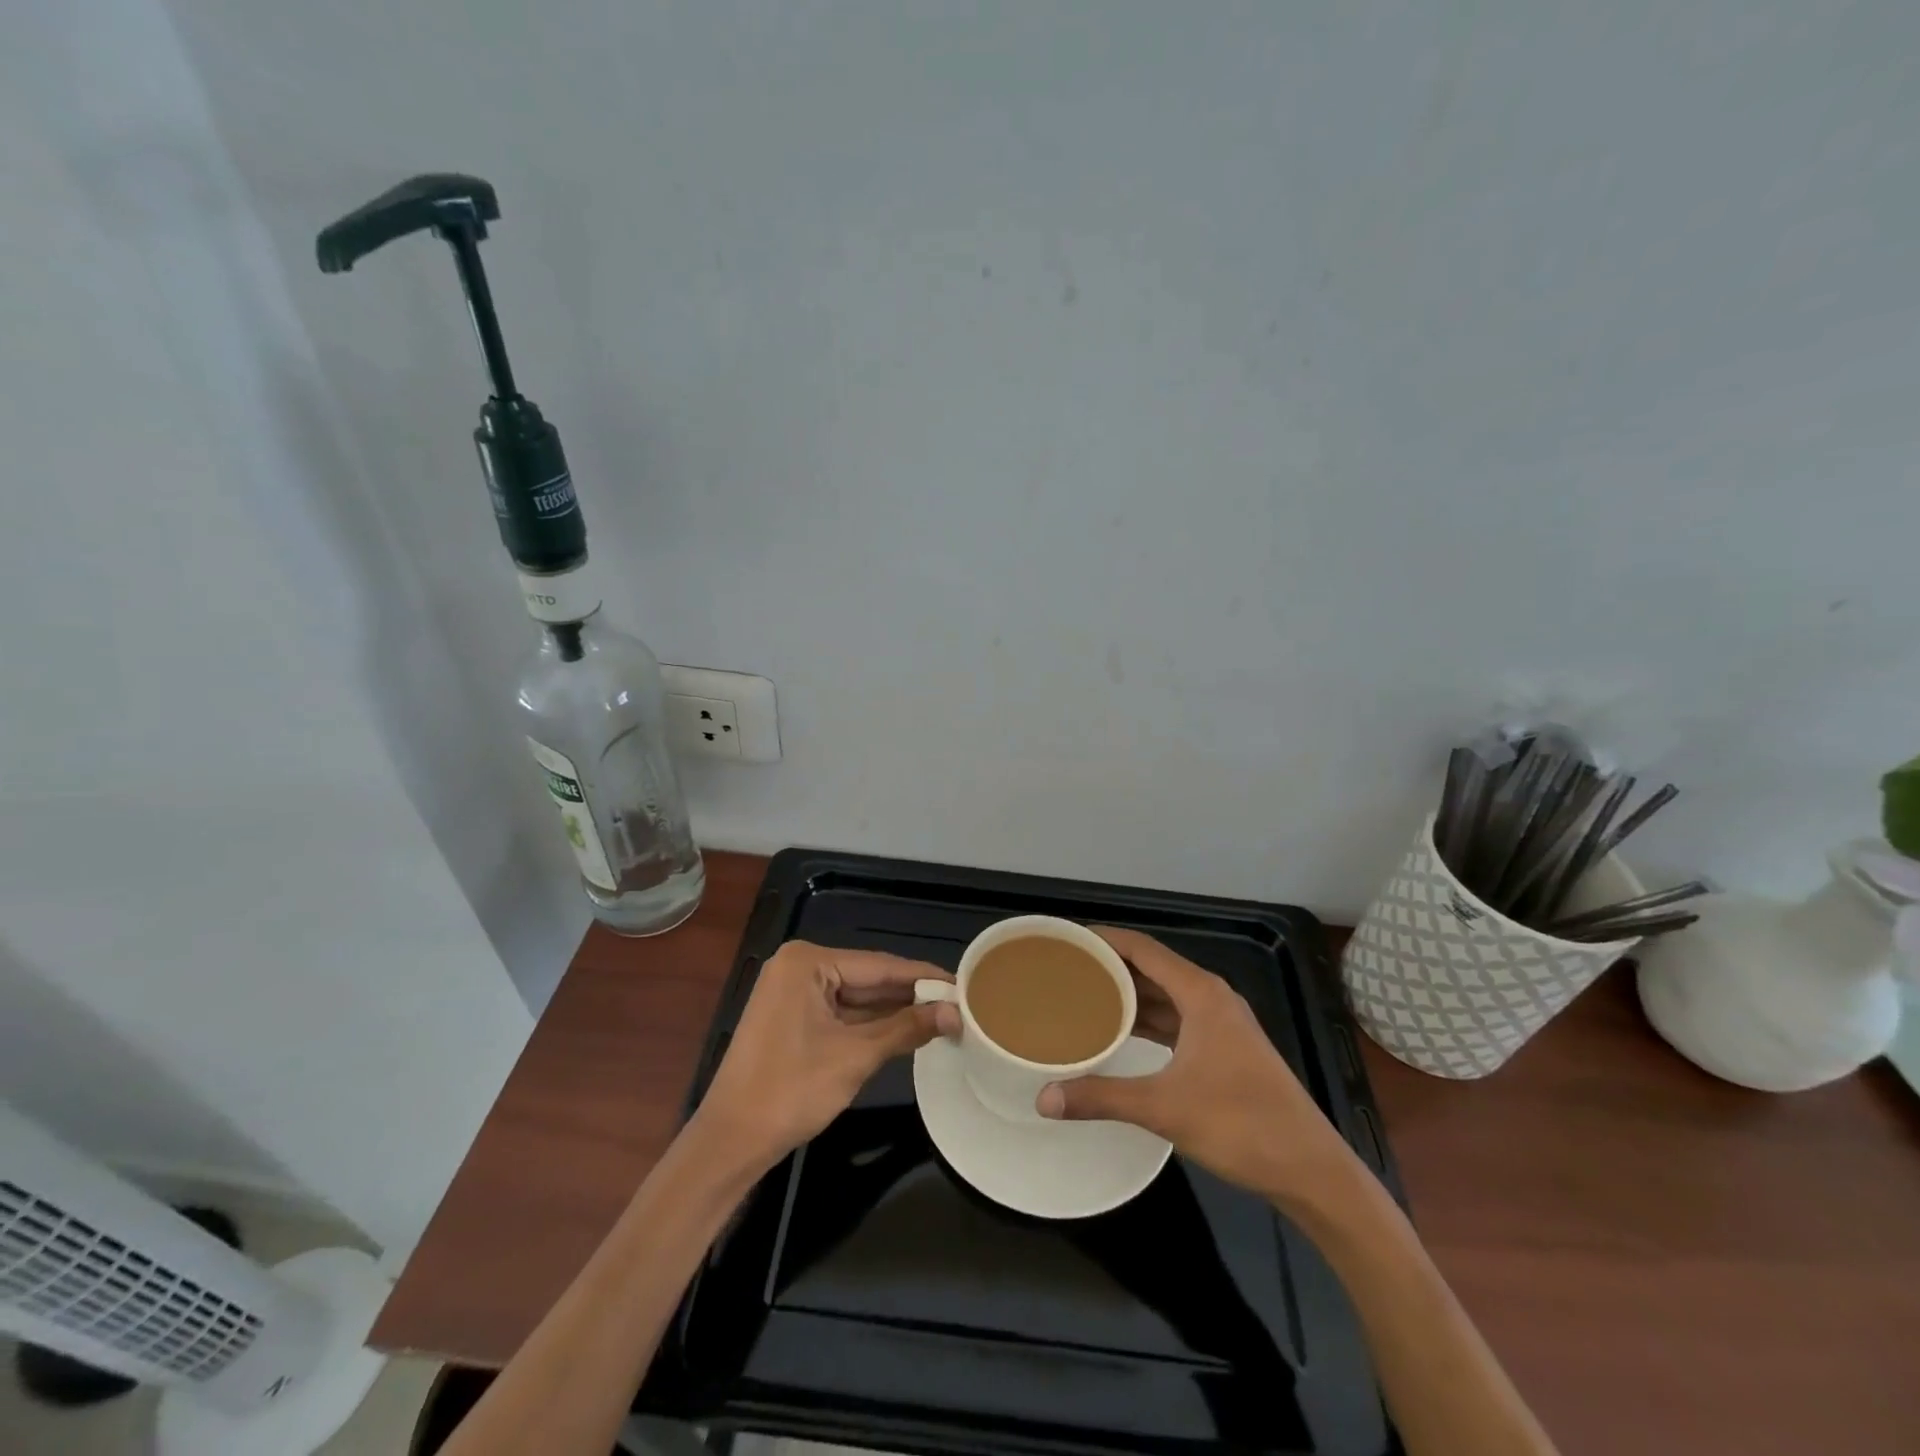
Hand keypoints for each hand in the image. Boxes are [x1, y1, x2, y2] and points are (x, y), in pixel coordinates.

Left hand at [694, 941, 950, 1170]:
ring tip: (943, 1016)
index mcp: (807, 962)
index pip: (879, 965)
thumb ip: (906, 1028)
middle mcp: (799, 967)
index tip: (964, 983)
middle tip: (959, 1004)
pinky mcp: (793, 1017)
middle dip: (911, 995)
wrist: (730, 1141)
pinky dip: (871, 1024)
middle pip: (868, 978)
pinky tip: (907, 1029)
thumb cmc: (790, 1091)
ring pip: (857, 997)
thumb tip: (955, 1013)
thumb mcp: (855, 1056)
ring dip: (894, 1011)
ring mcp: (793, 992)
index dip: (923, 976)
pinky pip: (841, 1013)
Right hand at [1037, 927, 1355, 1202]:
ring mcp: (1222, 1025)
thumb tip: (1043, 1099)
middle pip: (1153, 968)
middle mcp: (1212, 998)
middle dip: (1111, 967)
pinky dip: (1148, 1020)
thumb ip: (1102, 1097)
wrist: (1311, 1170)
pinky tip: (1122, 1033)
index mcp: (1201, 993)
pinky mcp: (1226, 1050)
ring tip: (1084, 997)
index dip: (1105, 940)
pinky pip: (1177, 1020)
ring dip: (1129, 996)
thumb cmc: (1241, 1125)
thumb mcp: (1164, 1108)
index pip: (1143, 949)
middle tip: (1067, 970)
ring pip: (1165, 996)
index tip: (1068, 939)